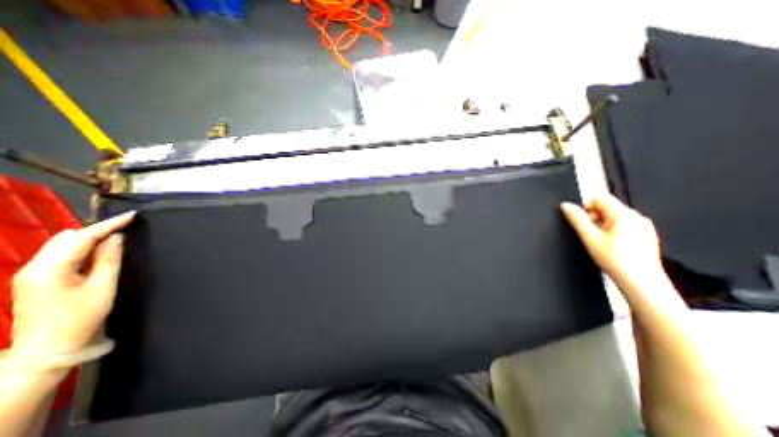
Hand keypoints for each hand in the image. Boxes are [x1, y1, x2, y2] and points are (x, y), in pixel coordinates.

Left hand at [10, 212, 133, 357]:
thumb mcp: (102, 286)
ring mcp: (31, 274)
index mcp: (49, 269)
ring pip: (62, 245)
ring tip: (115, 240)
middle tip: (125, 230)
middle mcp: (34, 267)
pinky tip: (97, 253)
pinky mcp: (36, 280)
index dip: (108, 224)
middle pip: (66, 238)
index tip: (131, 215)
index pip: (81, 237)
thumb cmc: (81, 318)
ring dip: (88, 239)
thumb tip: (116, 237)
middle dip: (96, 230)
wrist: (49, 349)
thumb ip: (109, 259)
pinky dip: (81, 249)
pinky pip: (60, 255)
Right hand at [561, 197, 663, 294]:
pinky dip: (614, 231)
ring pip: (615, 217)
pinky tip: (613, 246)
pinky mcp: (646, 235)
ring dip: (603, 225)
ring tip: (602, 242)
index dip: (586, 206)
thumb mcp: (589, 238)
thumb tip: (565, 205)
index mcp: (624, 214)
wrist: (641, 282)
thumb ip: (577, 219)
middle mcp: (637, 217)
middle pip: (607, 207)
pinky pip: (624, 225)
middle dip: (595, 217)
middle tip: (591, 234)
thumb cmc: (615, 260)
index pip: (600, 197)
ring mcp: (644, 226)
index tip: (583, 221)